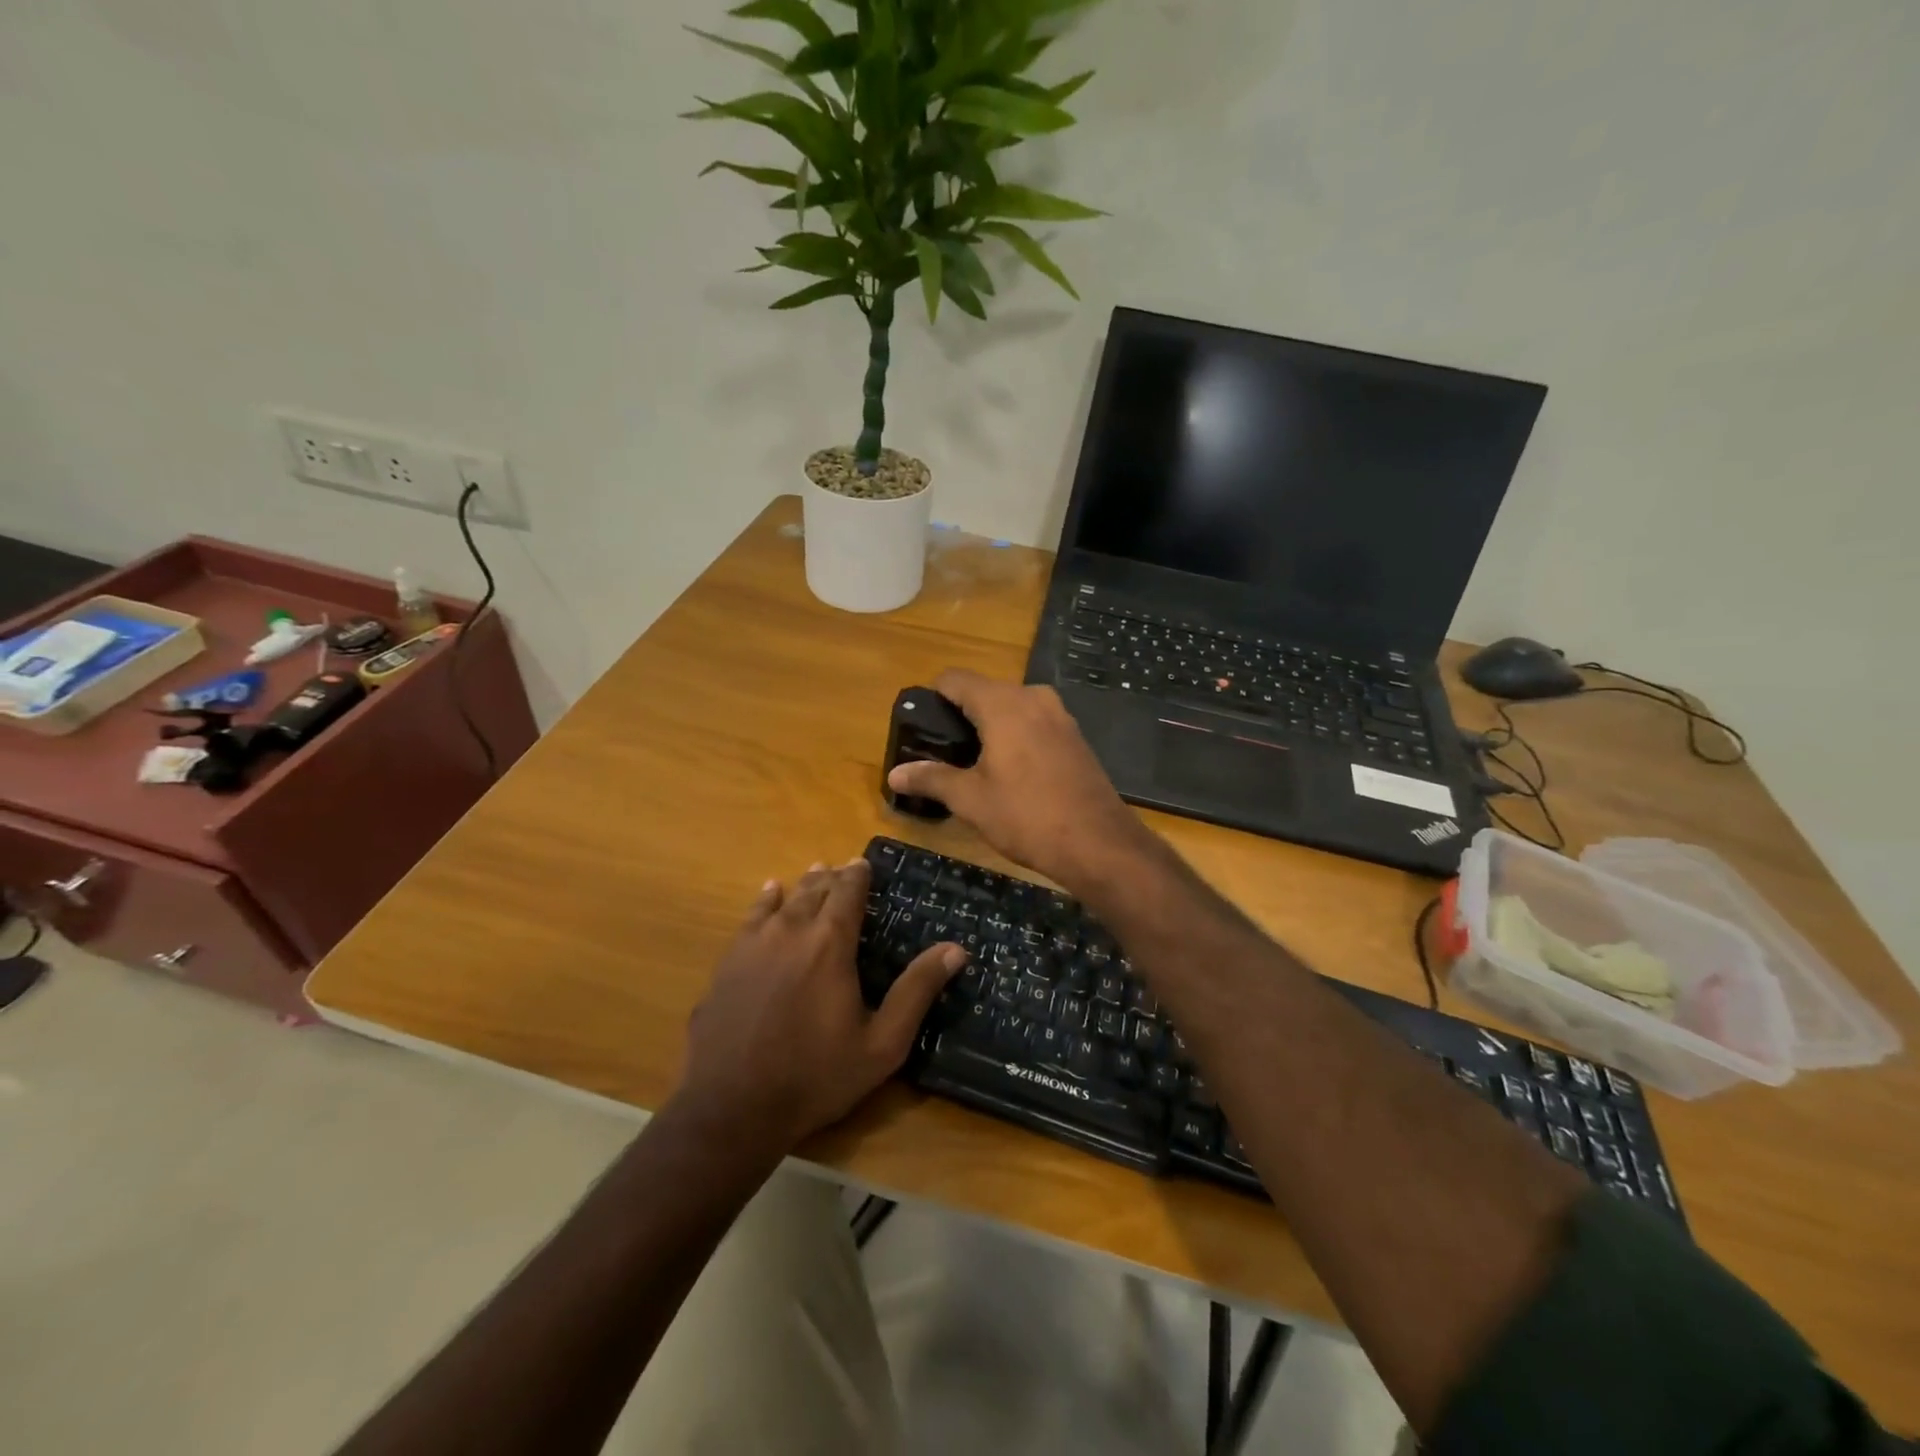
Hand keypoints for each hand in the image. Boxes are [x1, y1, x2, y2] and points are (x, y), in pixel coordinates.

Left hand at [673, 860, 965, 1153]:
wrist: (732, 1107)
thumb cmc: (815, 1076)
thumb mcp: (881, 1043)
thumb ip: (916, 991)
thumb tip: (956, 950)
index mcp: (830, 944)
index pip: (848, 893)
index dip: (858, 875)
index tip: (865, 863)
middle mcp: (791, 931)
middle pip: (815, 890)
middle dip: (833, 877)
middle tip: (844, 869)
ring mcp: (754, 944)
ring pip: (784, 900)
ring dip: (804, 885)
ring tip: (816, 872)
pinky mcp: (728, 962)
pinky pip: (750, 917)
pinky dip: (765, 900)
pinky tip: (770, 893)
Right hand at [885, 669, 1150, 890]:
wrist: (1098, 843)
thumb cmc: (1027, 816)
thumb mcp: (971, 800)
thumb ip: (931, 779)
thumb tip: (894, 775)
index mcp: (1003, 704)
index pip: (955, 679)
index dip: (933, 697)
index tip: (922, 727)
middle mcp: (1033, 697)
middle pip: (984, 691)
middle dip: (961, 716)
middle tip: (943, 753)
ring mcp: (1060, 715)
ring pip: (1012, 707)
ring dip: (991, 727)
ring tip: (974, 765)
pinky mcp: (1075, 736)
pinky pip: (1035, 723)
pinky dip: (1017, 736)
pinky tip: (1012, 772)